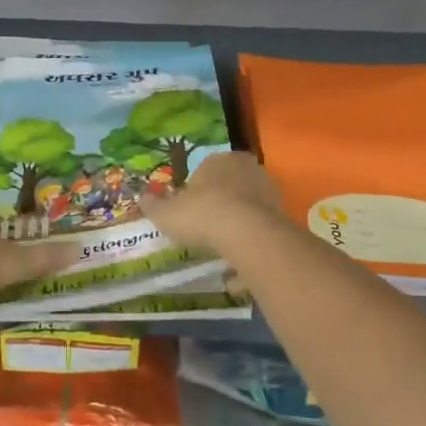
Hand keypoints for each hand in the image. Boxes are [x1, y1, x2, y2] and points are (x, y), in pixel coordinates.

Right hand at [145, 150, 284, 251]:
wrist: (246, 233)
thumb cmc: (201, 214)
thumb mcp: (167, 213)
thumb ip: (154, 205)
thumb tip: (142, 197)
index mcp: (218, 160)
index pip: (206, 170)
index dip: (197, 190)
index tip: (191, 210)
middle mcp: (247, 168)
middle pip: (231, 186)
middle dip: (221, 204)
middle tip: (208, 228)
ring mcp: (269, 190)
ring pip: (250, 206)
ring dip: (240, 224)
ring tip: (225, 251)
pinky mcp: (283, 213)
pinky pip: (262, 228)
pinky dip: (253, 243)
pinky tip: (242, 266)